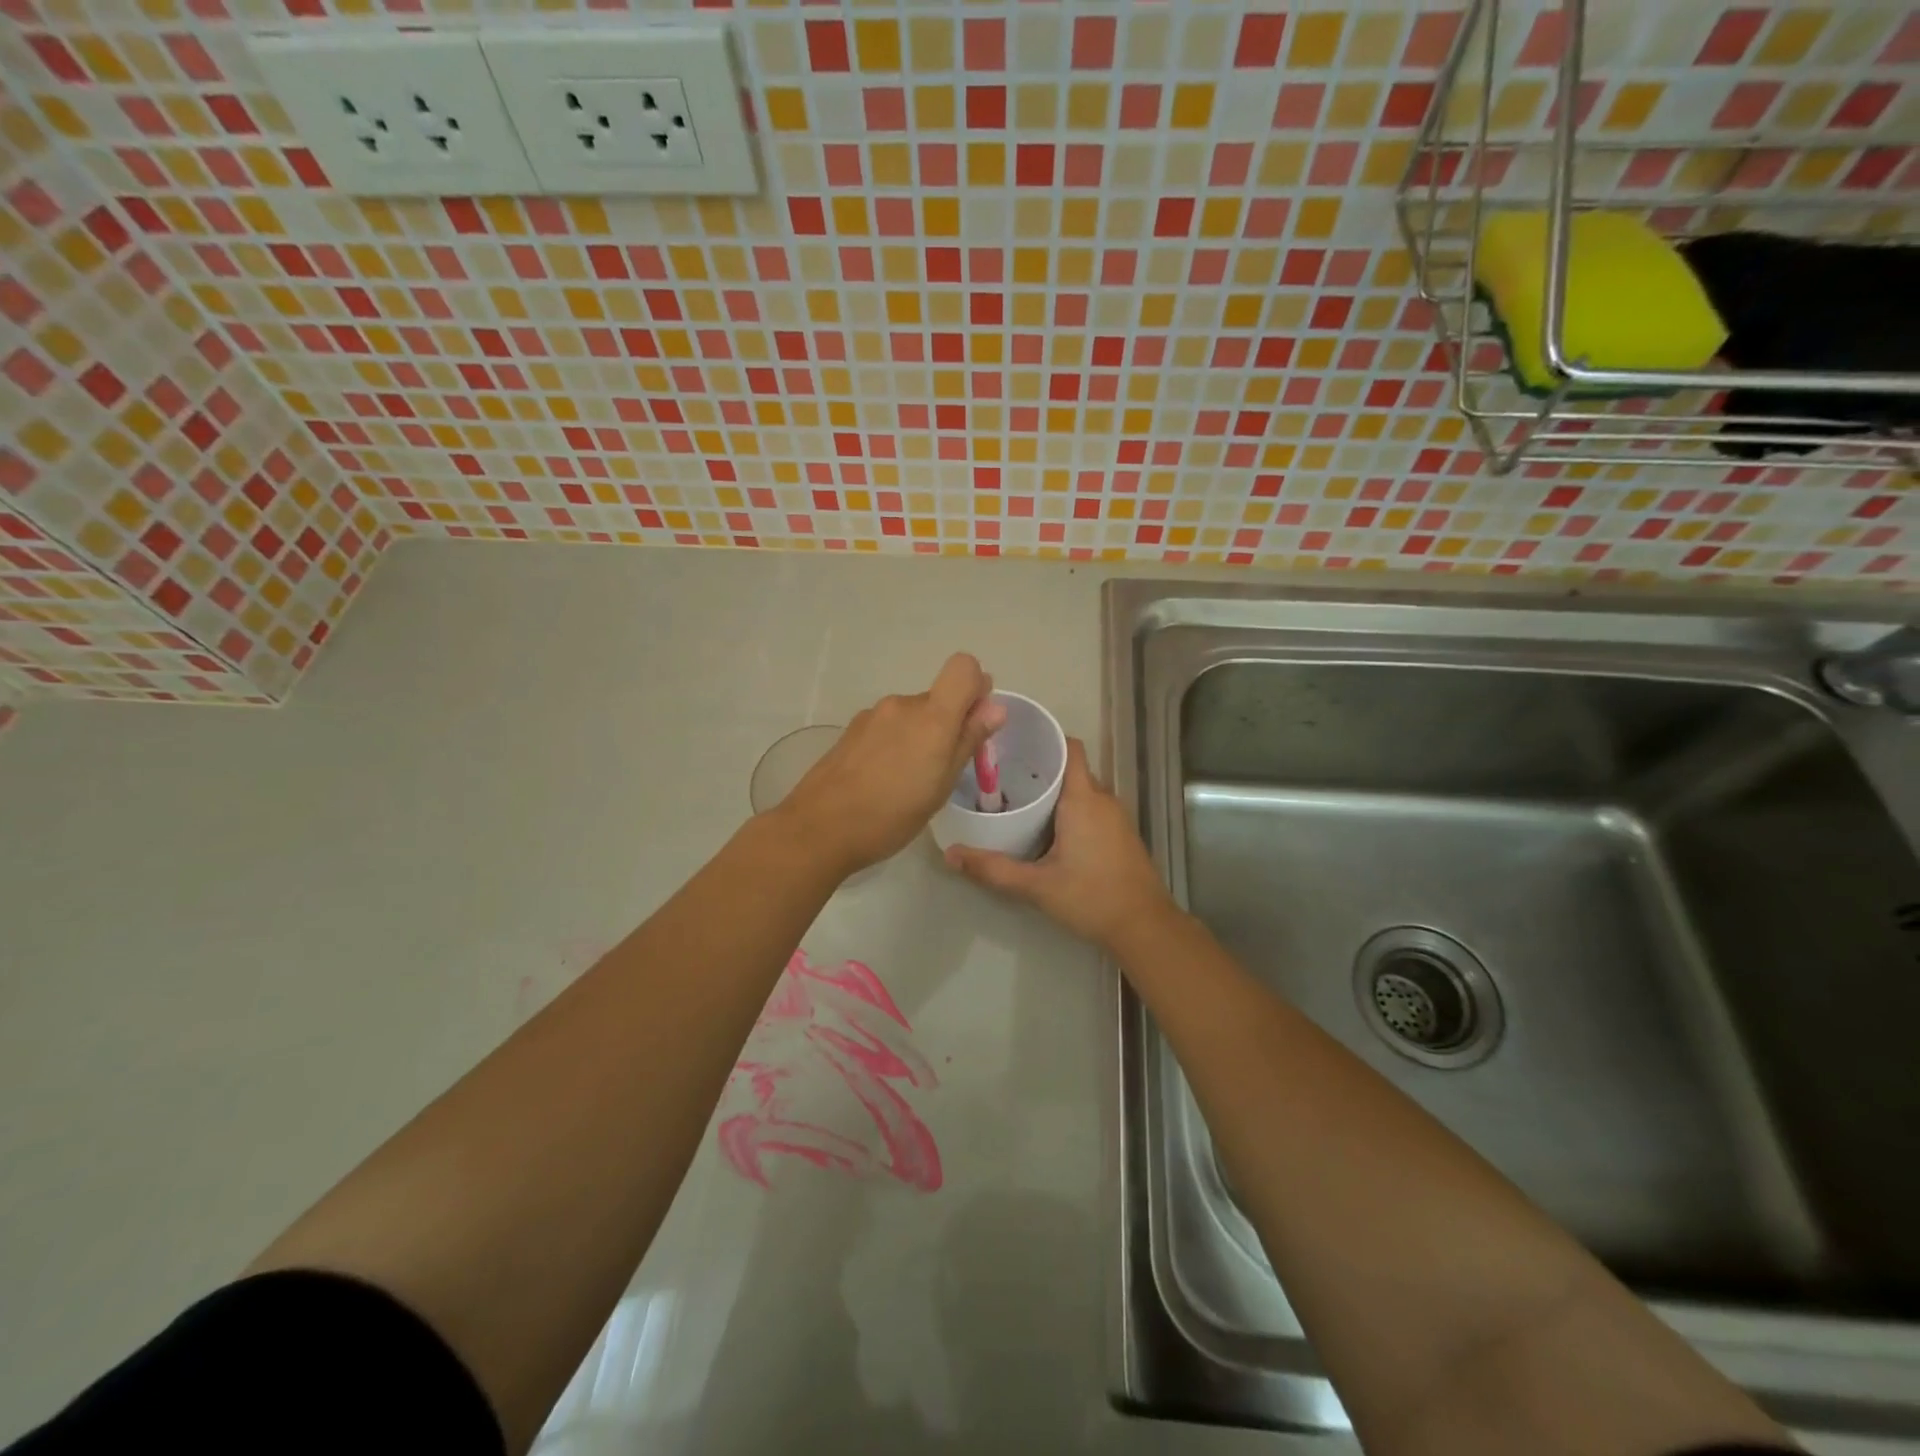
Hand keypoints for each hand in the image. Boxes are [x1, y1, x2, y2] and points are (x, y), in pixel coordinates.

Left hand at [779, 653, 1004, 876]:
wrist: (819, 828)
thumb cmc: (891, 814)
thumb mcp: (941, 785)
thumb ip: (968, 740)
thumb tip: (996, 707)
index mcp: (930, 716)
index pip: (963, 667)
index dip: (976, 686)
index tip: (975, 722)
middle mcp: (901, 704)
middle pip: (938, 697)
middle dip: (948, 724)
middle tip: (943, 770)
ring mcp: (872, 715)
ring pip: (912, 715)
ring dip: (920, 737)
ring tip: (910, 782)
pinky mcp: (852, 731)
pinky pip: (888, 727)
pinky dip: (896, 745)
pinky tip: (883, 780)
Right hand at [944, 737, 1176, 950]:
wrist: (1144, 927)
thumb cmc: (1091, 897)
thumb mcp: (1036, 886)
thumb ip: (993, 869)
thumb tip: (950, 855)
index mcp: (1083, 799)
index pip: (1070, 748)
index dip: (1045, 739)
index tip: (1014, 744)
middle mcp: (1103, 799)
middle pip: (1071, 769)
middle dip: (1040, 768)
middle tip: (1002, 777)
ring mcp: (1116, 817)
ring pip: (1081, 790)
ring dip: (1055, 791)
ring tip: (1018, 800)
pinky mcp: (1120, 834)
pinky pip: (1091, 807)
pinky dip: (1069, 809)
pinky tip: (1046, 829)